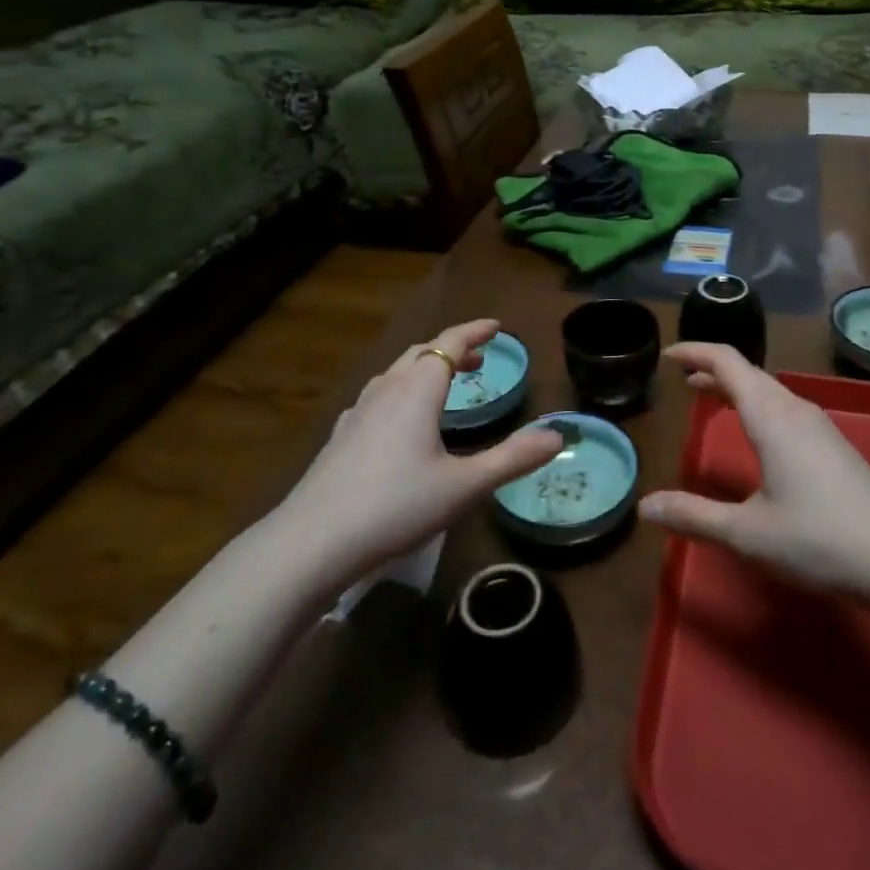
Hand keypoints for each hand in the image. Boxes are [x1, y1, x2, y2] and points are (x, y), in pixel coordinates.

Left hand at [282, 320, 562, 581]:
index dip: (475, 330)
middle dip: (452, 348)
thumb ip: (512, 459)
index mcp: (418, 390)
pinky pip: (378, 396)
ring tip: (444, 383)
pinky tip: (398, 419)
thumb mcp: (464, 487)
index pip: (450, 342)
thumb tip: (557, 435)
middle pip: (422, 353)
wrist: (312, 543)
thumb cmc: (396, 507)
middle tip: (478, 358)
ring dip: (425, 367)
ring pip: (396, 373)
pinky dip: (401, 391)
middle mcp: (387, 390)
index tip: (497, 326)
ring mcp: (358, 412)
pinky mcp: (341, 436)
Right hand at [639, 343, 869, 611]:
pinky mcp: (834, 444)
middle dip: (712, 369)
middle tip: (683, 379)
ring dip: (736, 386)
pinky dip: (757, 403)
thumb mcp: (746, 533)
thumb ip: (694, 516)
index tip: (668, 356)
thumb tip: (644, 506)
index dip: (695, 351)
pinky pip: (784, 406)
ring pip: (769, 389)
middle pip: (748, 372)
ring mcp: (819, 425)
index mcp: (770, 415)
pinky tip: (756, 432)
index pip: (727, 361)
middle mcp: (794, 408)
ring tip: (711, 397)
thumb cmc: (818, 539)